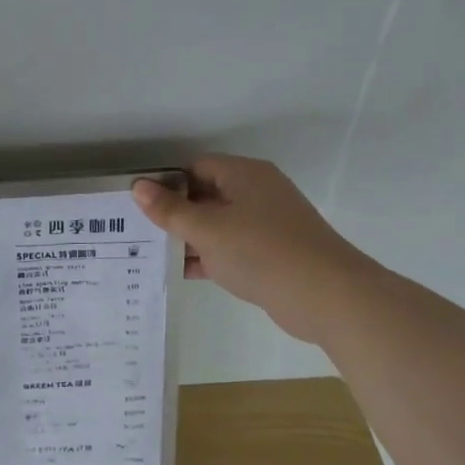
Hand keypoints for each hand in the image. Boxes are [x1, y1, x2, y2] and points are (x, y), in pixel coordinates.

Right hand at [132, 156, 369, 339]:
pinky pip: (231, 248)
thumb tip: (138, 187)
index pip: (196, 168)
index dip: (166, 183)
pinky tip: (179, 273)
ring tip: (149, 254)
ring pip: (217, 225)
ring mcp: (266, 225)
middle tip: (137, 232)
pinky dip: (208, 257)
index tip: (138, 205)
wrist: (327, 296)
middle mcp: (257, 193)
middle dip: (174, 213)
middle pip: (205, 195)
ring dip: (188, 238)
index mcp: (245, 175)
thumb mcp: (207, 229)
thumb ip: (170, 210)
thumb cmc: (262, 251)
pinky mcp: (271, 254)